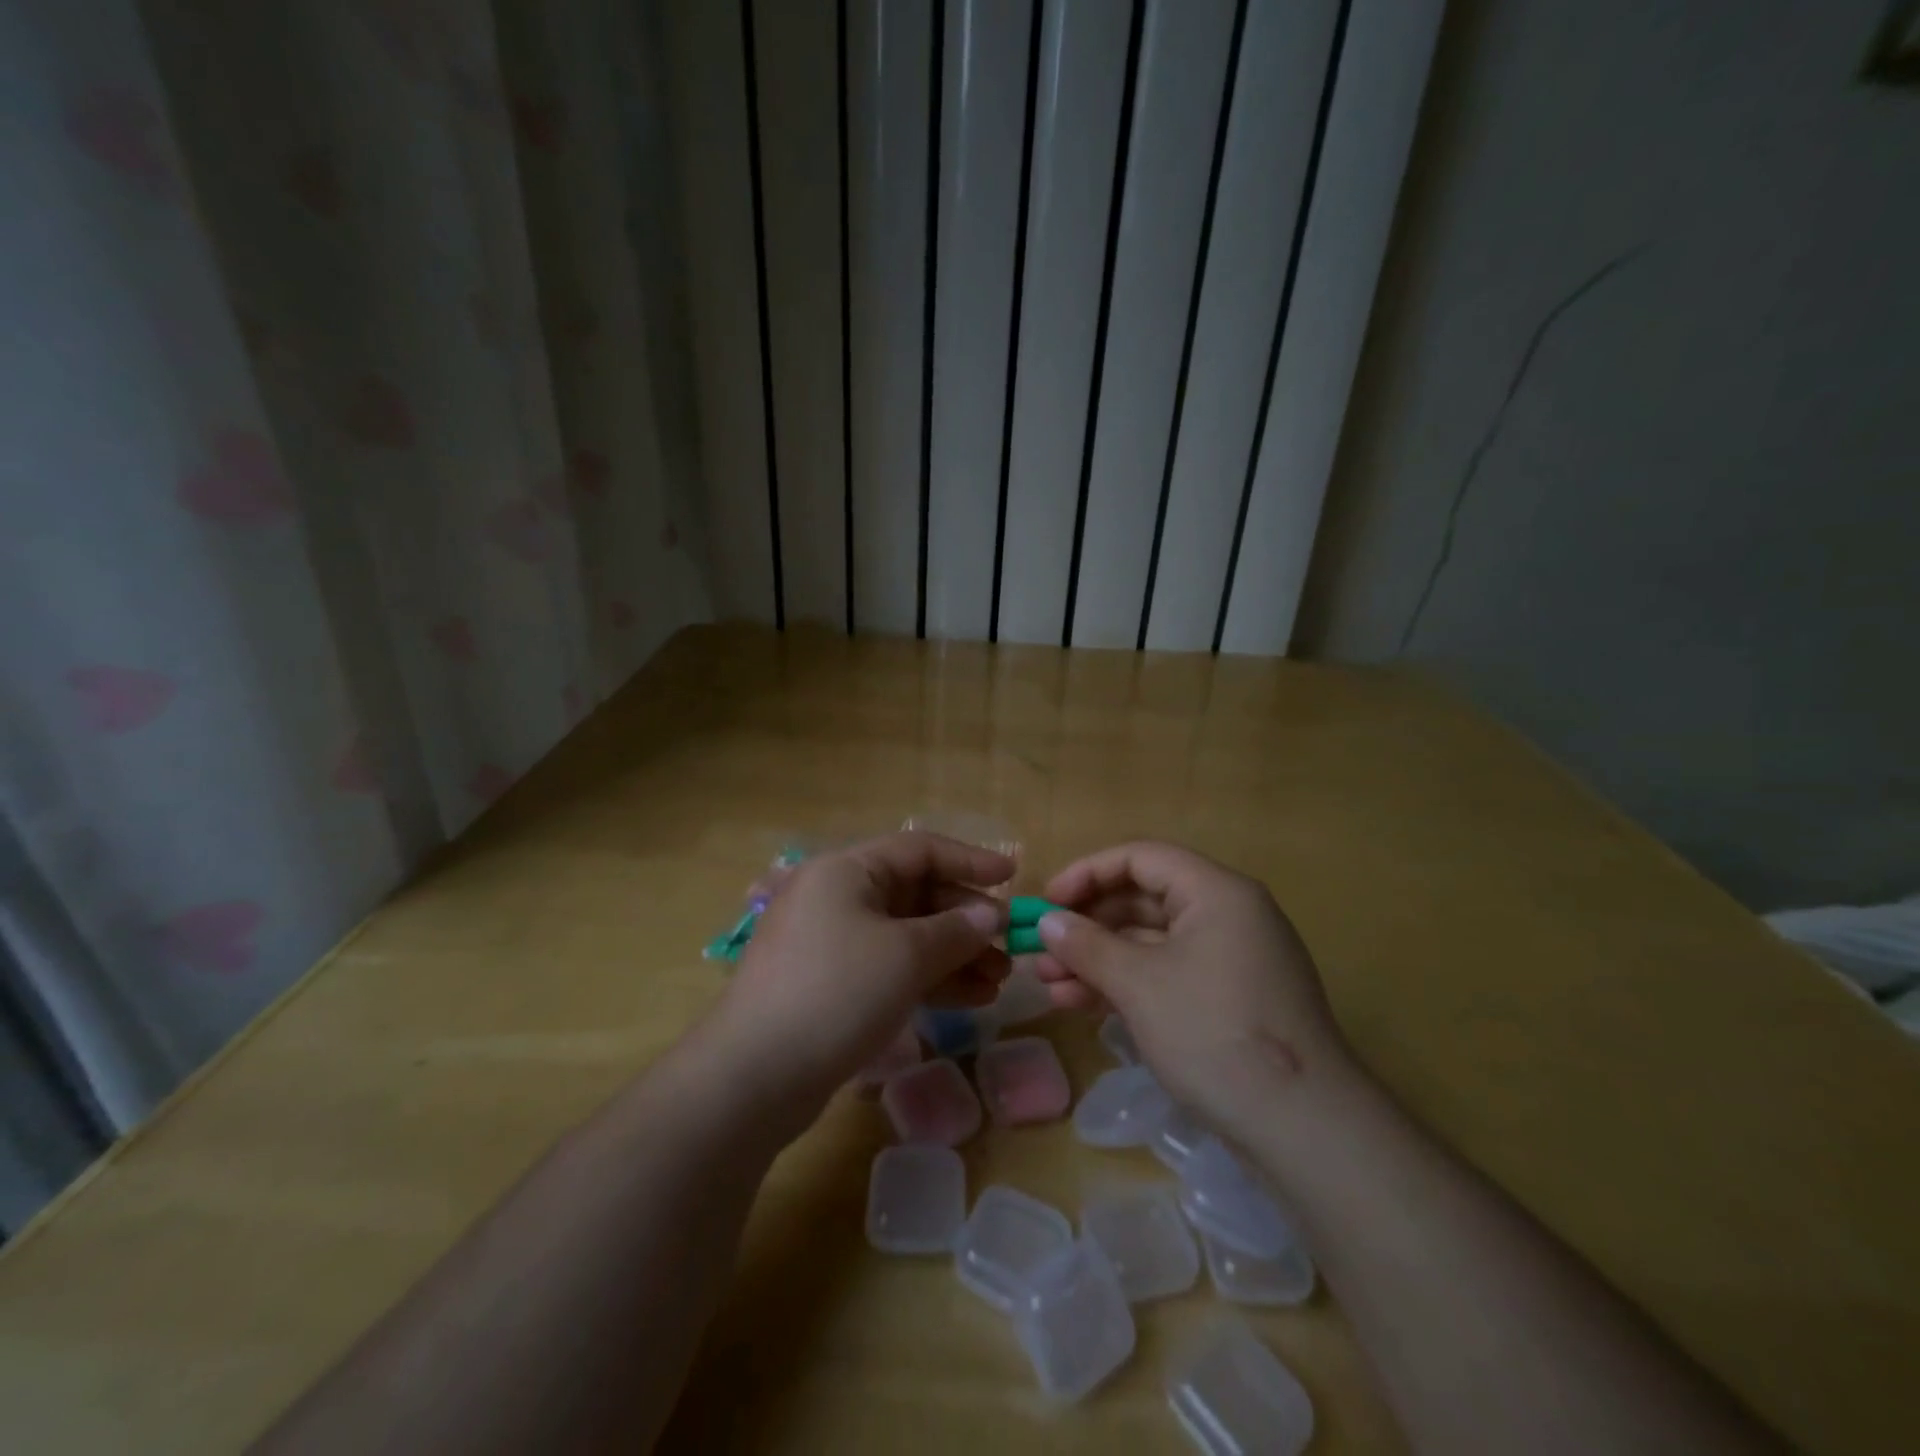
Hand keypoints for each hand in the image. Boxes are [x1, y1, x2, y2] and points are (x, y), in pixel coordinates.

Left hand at [710, 832, 1012, 1119]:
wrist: (755, 1076)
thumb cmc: (837, 991)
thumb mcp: (906, 955)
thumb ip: (956, 930)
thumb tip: (991, 915)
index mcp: (847, 870)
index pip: (920, 849)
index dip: (970, 860)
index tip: (1013, 877)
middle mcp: (837, 896)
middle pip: (915, 893)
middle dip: (965, 919)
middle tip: (1008, 944)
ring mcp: (832, 942)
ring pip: (907, 935)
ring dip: (954, 954)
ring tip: (998, 979)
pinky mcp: (832, 984)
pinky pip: (891, 967)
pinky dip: (929, 978)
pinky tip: (971, 999)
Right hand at [1029, 842, 1355, 1134]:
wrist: (1305, 1130)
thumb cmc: (1216, 1034)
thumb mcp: (1140, 984)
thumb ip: (1087, 946)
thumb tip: (1047, 922)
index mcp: (1216, 892)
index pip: (1141, 858)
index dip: (1087, 873)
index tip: (1047, 902)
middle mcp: (1227, 915)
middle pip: (1143, 900)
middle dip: (1087, 925)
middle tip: (1040, 951)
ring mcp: (1230, 960)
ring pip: (1150, 943)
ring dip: (1098, 960)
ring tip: (1048, 986)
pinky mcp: (1229, 1000)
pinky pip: (1167, 974)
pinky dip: (1126, 984)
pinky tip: (1081, 1005)